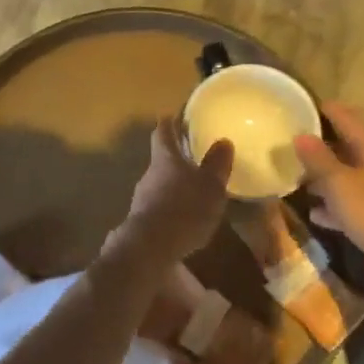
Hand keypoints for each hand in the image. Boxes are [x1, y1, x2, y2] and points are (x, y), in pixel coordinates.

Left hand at [122, 118, 232, 261]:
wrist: (150, 248)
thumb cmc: (185, 209)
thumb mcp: (210, 186)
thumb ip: (217, 164)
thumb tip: (222, 141)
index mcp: (165, 158)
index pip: (163, 132)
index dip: (169, 123)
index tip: (174, 116)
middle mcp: (150, 174)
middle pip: (161, 159)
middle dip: (175, 157)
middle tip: (193, 157)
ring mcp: (142, 198)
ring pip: (159, 184)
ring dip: (174, 184)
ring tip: (193, 191)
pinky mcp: (141, 221)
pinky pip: (159, 206)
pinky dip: (171, 207)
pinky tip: (184, 219)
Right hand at [292, 103, 363, 262]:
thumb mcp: (339, 183)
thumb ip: (318, 159)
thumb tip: (301, 135)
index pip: (348, 119)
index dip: (326, 110)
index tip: (302, 105)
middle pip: (347, 147)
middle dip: (321, 145)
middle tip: (293, 141)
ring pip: (348, 175)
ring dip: (325, 176)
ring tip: (298, 175)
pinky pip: (350, 203)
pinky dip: (333, 204)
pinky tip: (315, 212)